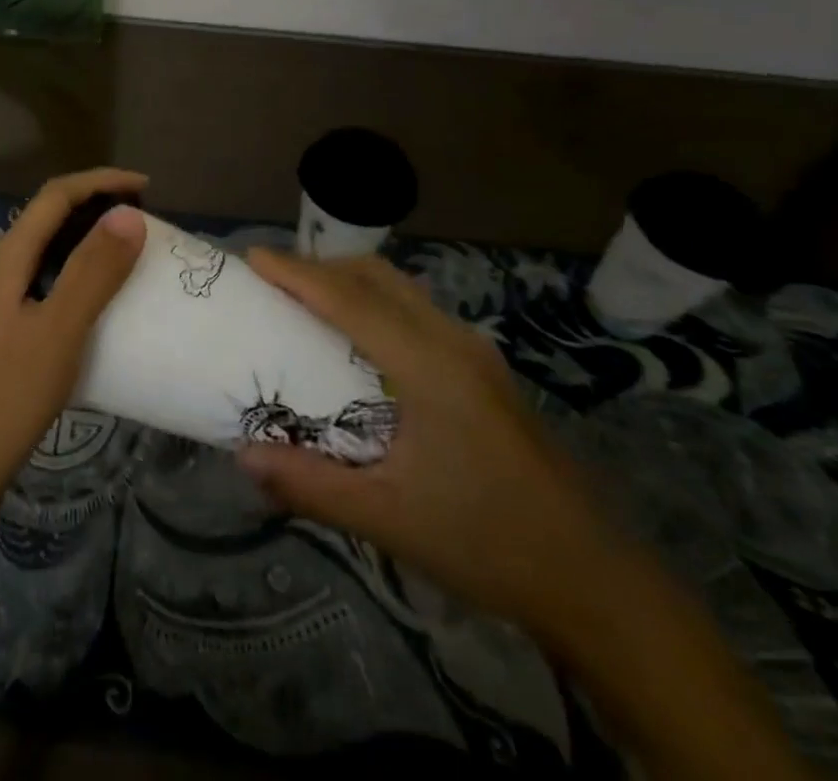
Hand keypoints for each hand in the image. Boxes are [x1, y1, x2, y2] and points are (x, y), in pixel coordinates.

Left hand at [0, 168, 147, 539]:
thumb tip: (129, 213)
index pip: (56, 195)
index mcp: (6, 257)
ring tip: (134, 260)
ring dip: (91, 248)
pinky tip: (104, 311)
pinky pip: (48, 290)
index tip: (147, 189)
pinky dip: (81, 284)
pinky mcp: (2, 337)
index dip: (101, 182)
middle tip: (147, 224)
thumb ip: (93, 271)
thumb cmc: (2, 398)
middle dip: (98, 210)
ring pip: (50, 256)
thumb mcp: (57, 331)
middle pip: (51, 220)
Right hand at [236, 249, 633, 638]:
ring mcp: (475, 353)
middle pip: (377, 277)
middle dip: (320, 267)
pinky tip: (358, 341)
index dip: (298, 273)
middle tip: (272, 281)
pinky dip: (375, 302)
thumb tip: (243, 456)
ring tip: (305, 302)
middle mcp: (454, 342)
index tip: (252, 257)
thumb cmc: (487, 544)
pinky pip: (416, 311)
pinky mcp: (484, 370)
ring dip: (349, 282)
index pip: (351, 300)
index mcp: (430, 367)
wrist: (594, 580)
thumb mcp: (388, 519)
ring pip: (401, 289)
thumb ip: (310, 484)